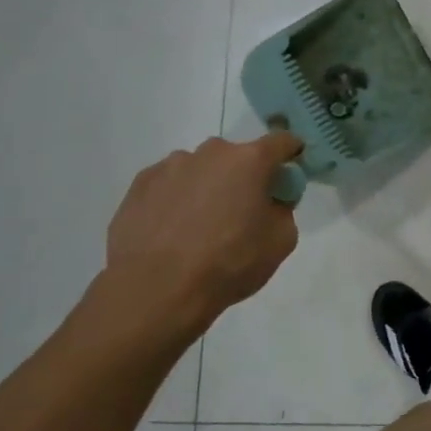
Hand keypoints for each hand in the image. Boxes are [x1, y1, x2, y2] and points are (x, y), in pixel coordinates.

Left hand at [102, 132, 303, 337]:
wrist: (156, 289)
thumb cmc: (229, 263)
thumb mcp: (280, 241)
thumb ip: (283, 210)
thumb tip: (269, 202)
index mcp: (249, 161)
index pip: (281, 141)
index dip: (291, 153)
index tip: (291, 170)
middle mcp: (209, 153)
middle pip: (237, 157)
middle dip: (244, 176)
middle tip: (243, 210)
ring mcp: (170, 166)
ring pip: (200, 170)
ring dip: (208, 187)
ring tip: (200, 227)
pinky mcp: (139, 185)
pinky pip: (170, 184)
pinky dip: (177, 199)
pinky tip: (173, 231)